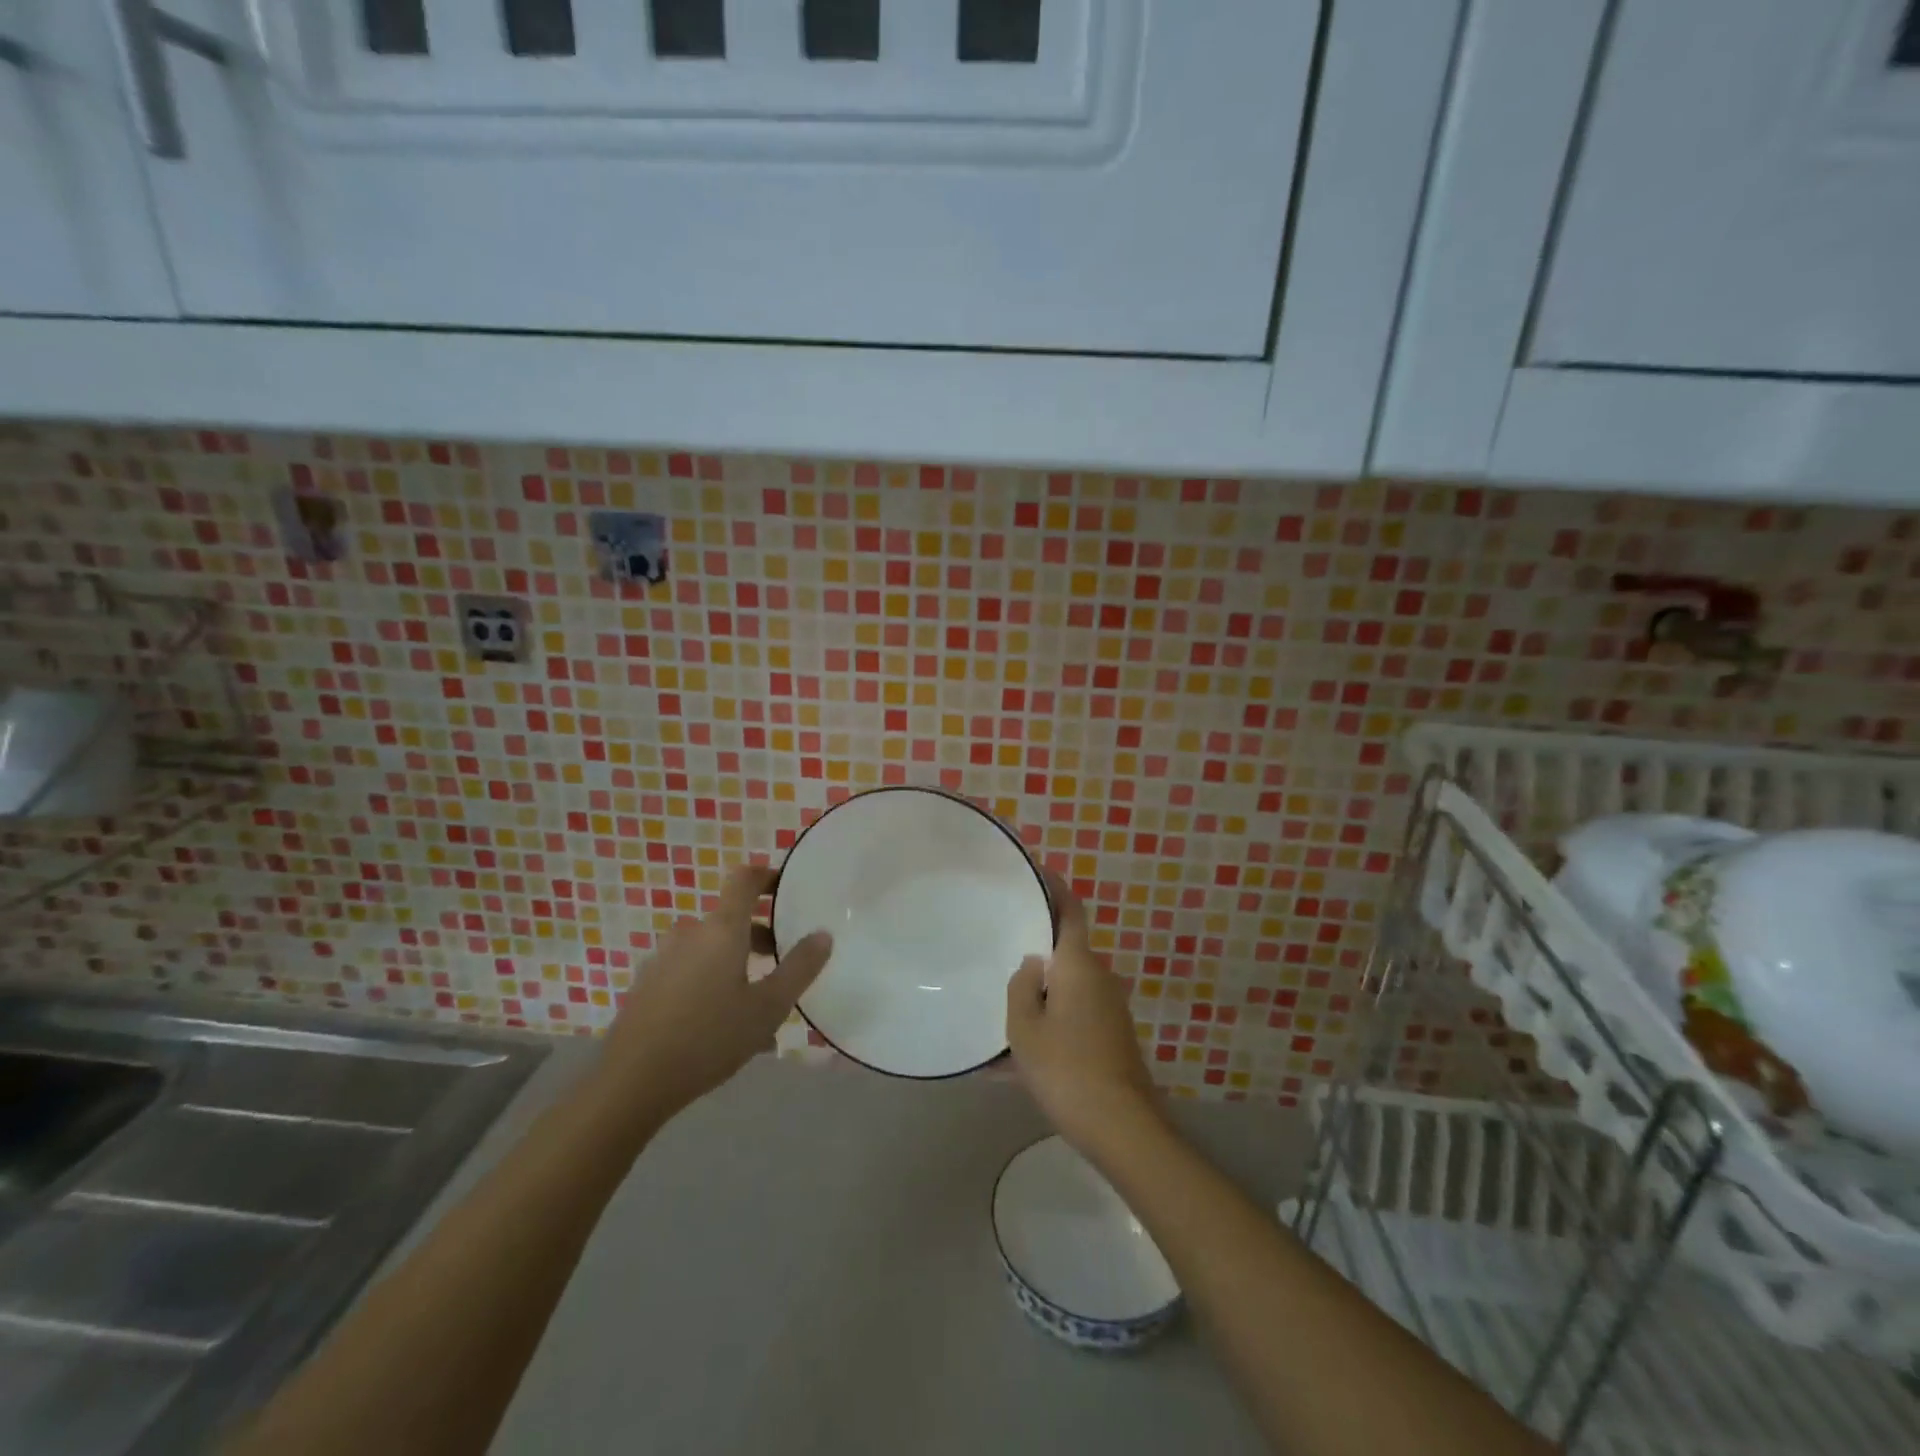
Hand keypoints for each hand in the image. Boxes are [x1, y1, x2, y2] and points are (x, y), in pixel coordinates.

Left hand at [600, 865, 832, 1120]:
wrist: (630, 1083)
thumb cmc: (709, 1038)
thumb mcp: (768, 1007)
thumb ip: (799, 967)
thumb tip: (822, 934)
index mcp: (721, 929)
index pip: (744, 879)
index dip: (767, 876)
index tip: (787, 889)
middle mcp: (690, 934)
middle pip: (730, 920)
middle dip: (760, 937)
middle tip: (783, 966)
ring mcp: (663, 959)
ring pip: (711, 950)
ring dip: (737, 965)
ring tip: (757, 1008)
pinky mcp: (647, 985)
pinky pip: (690, 972)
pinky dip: (712, 984)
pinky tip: (723, 1027)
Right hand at [1006, 871, 1160, 1156]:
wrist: (1122, 1128)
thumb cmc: (1066, 1068)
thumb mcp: (1025, 1027)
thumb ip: (1022, 986)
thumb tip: (1033, 964)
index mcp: (1079, 965)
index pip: (1070, 911)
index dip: (1055, 887)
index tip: (1037, 870)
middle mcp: (1100, 978)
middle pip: (1066, 951)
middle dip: (1037, 949)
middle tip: (1001, 947)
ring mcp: (1109, 1009)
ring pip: (1067, 988)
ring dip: (1039, 994)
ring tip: (1001, 1009)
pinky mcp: (1111, 1037)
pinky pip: (1072, 1017)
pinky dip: (1048, 1024)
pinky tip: (1014, 1060)